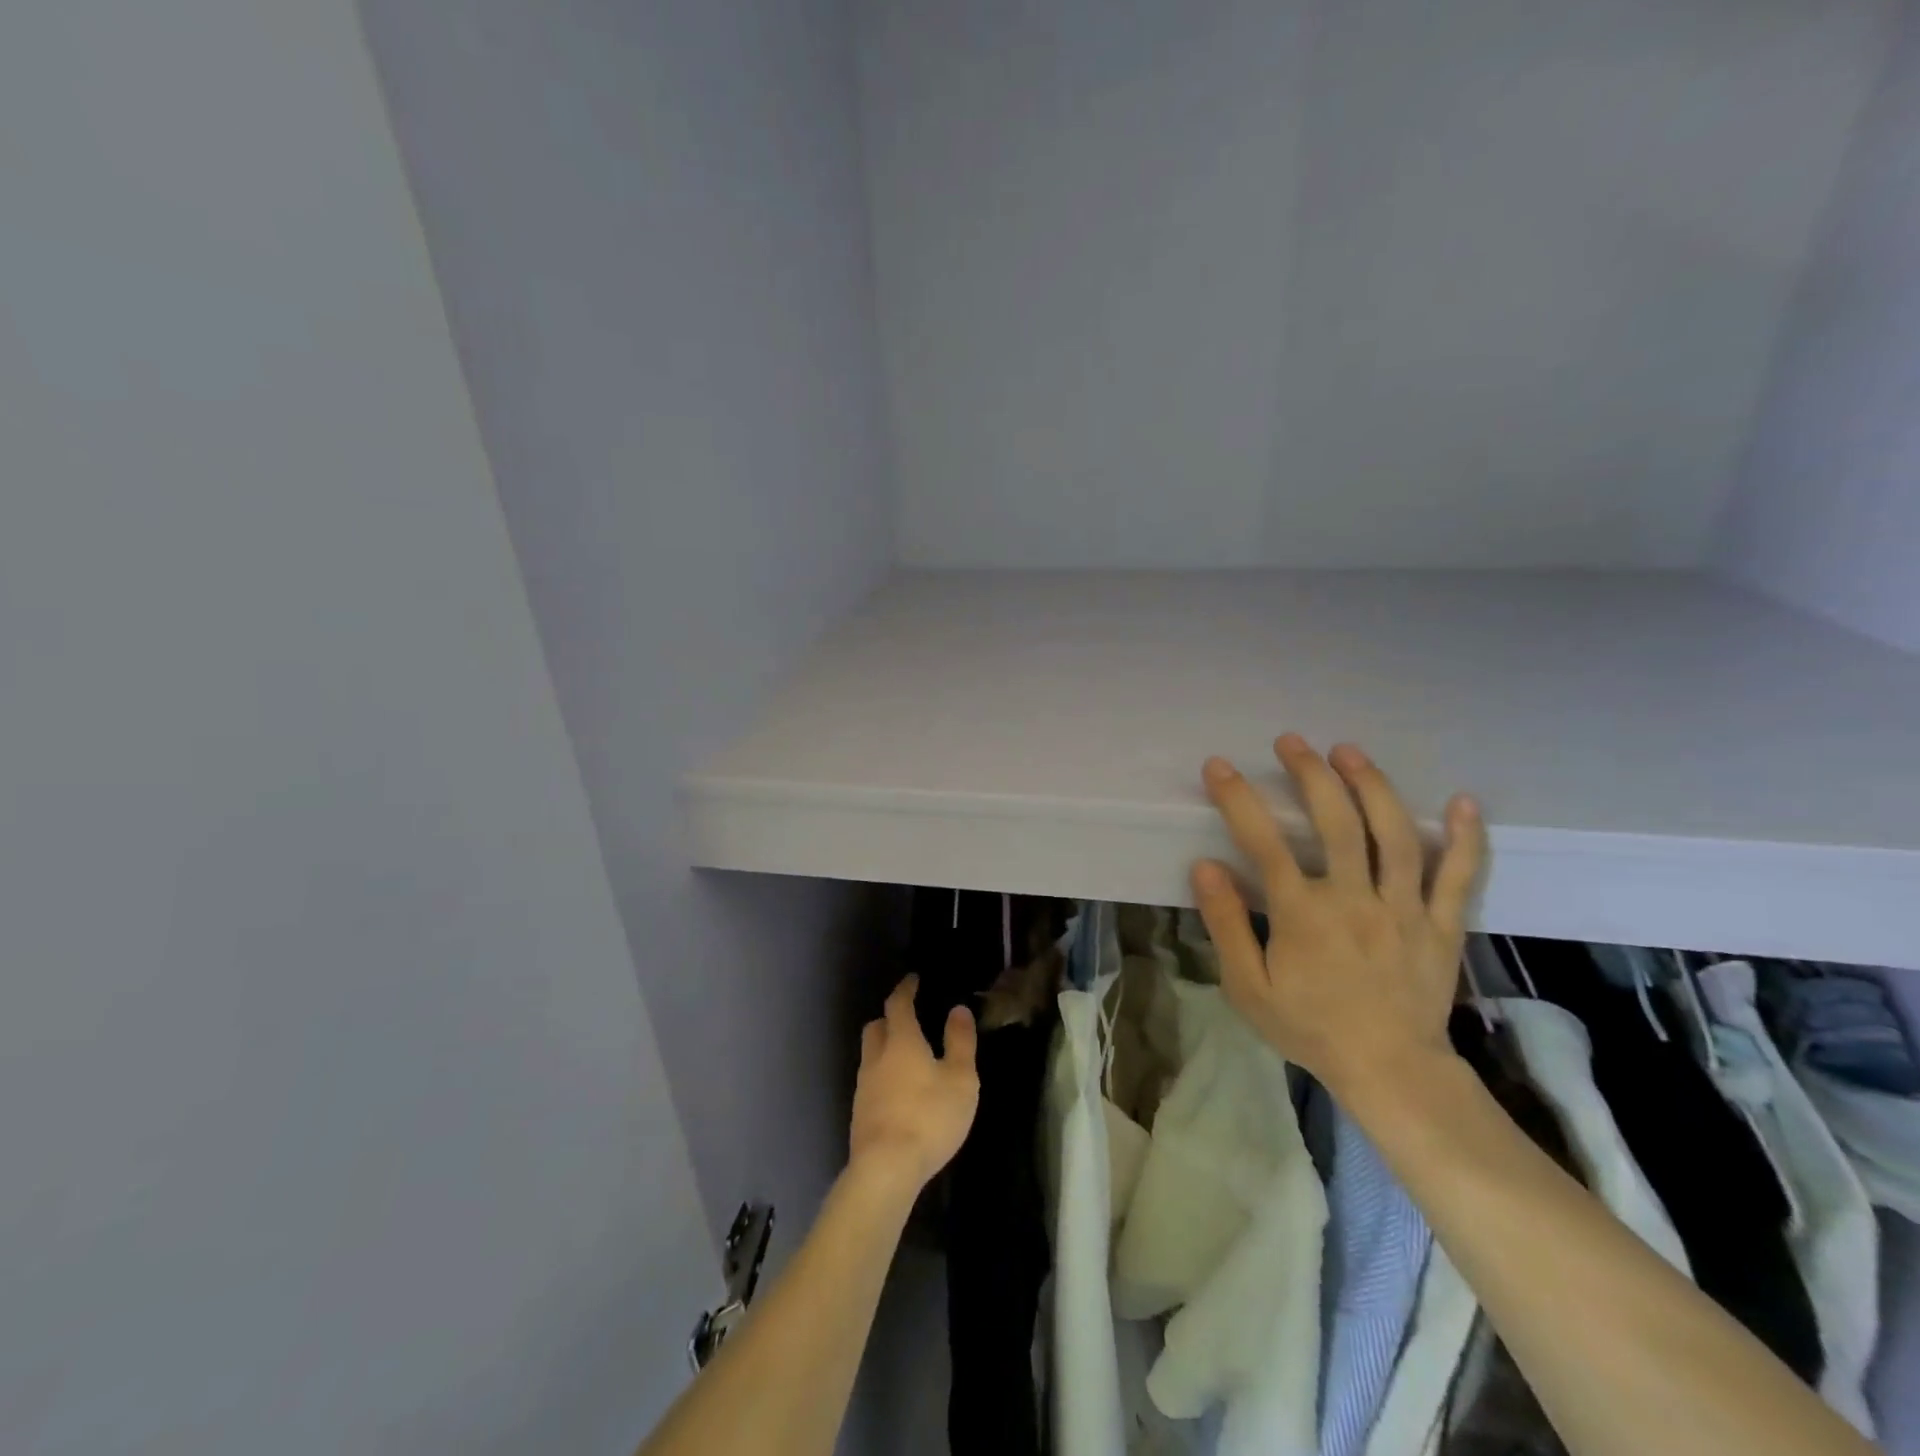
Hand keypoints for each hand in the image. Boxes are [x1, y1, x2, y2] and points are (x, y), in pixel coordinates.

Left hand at [849, 975, 979, 1192]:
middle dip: (890, 1018)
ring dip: (885, 1048)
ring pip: (870, 1054)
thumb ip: (960, 1041)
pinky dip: (883, 1076)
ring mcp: (863, 1086)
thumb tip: (958, 1009)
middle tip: (909, 1020)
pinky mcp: (859, 1113)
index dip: (905, 989)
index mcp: (901, 1041)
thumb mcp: (960, 1079)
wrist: (886, 1169)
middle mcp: (876, 1057)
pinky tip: (898, 1093)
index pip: (898, 1004)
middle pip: (876, 1026)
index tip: (913, 980)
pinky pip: (870, 1081)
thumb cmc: (929, 1117)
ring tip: (907, 1058)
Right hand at [1190, 736, 1485, 1100]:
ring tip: (1349, 752)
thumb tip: (1206, 866)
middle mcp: (1355, 899)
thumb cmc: (1310, 1027)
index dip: (1238, 799)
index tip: (1218, 766)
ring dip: (1372, 786)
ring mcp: (1405, 908)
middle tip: (1292, 742)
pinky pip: (1459, 876)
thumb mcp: (1248, 987)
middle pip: (1337, 823)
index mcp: (1303, 914)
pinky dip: (1465, 838)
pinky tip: (1464, 801)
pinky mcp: (1442, 924)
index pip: (1264, 843)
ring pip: (1396, 835)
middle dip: (1311, 775)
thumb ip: (1226, 924)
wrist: (1390, 1072)